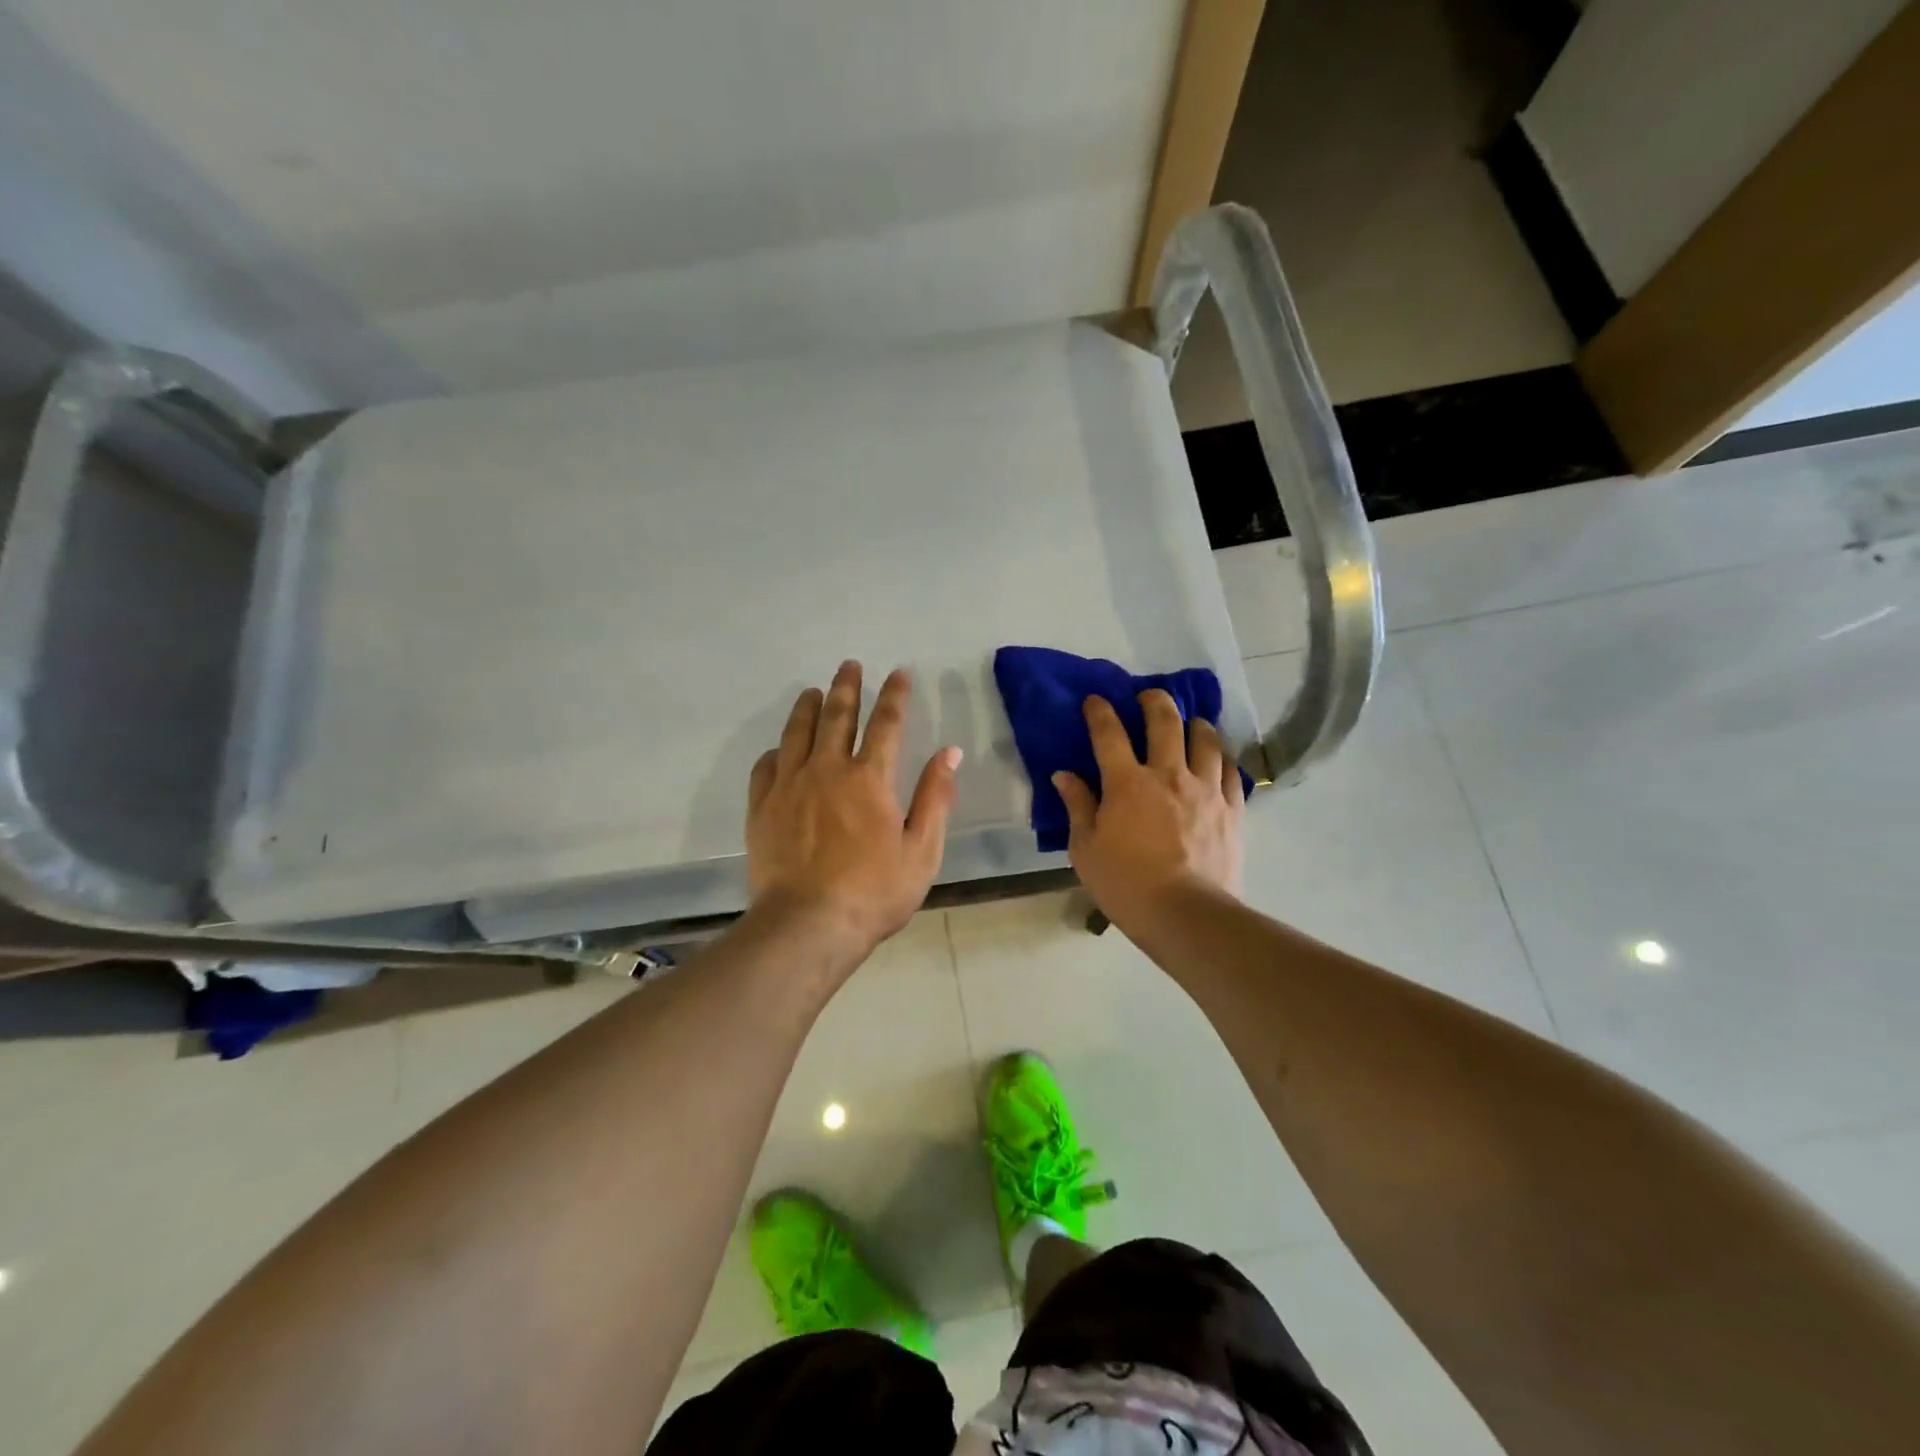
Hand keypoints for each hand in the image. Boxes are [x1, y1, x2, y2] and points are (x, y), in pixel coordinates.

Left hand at [746, 661, 960, 960]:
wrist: (807, 925)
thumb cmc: (874, 892)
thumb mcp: (922, 850)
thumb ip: (935, 797)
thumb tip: (949, 752)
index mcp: (870, 778)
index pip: (887, 723)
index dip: (895, 695)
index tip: (899, 673)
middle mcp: (828, 770)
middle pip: (837, 716)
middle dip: (848, 687)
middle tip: (850, 665)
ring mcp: (789, 786)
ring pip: (797, 733)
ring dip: (808, 707)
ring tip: (813, 691)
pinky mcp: (762, 807)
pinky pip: (766, 767)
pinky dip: (776, 751)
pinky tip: (779, 748)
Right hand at [1053, 691, 1245, 928]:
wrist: (1186, 915)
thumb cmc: (1125, 885)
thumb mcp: (1085, 850)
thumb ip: (1078, 806)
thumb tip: (1065, 775)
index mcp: (1127, 783)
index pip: (1109, 734)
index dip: (1100, 711)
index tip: (1095, 700)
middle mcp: (1168, 774)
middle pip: (1165, 721)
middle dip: (1153, 701)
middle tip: (1147, 697)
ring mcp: (1205, 789)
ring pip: (1205, 739)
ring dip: (1195, 724)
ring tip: (1191, 724)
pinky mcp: (1232, 809)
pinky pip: (1231, 771)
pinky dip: (1221, 759)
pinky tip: (1217, 761)